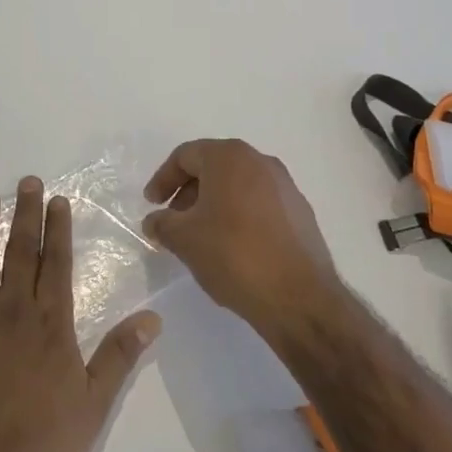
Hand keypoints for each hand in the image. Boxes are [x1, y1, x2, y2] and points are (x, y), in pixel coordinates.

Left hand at [0, 177, 161, 451]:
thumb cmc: (36, 449)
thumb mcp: (92, 408)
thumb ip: (118, 357)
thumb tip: (152, 317)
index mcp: (51, 325)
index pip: (58, 264)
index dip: (59, 230)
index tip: (58, 201)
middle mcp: (13, 311)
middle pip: (21, 252)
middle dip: (26, 214)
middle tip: (26, 182)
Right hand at [142, 139, 343, 332]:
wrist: (298, 296)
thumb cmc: (233, 255)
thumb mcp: (184, 239)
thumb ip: (162, 223)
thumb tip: (155, 221)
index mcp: (229, 157)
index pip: (186, 155)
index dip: (163, 179)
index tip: (152, 204)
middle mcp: (260, 161)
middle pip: (213, 167)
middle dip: (188, 191)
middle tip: (173, 220)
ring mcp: (285, 186)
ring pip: (237, 185)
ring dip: (213, 204)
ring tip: (200, 236)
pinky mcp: (300, 212)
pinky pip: (259, 203)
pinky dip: (238, 215)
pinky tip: (232, 246)